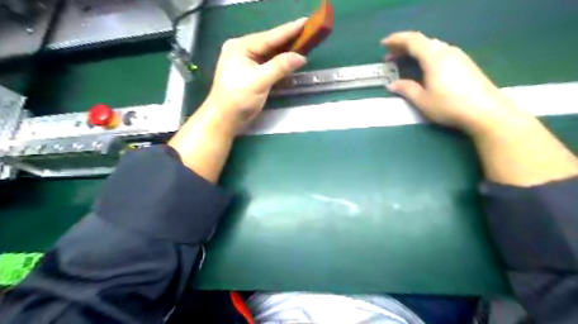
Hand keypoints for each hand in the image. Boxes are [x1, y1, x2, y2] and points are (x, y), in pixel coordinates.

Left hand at [206, 18, 308, 133]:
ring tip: (304, 42)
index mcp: (240, 47)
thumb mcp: (259, 81)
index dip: (289, 30)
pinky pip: (269, 63)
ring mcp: (246, 62)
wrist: (225, 119)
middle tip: (308, 31)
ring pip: (270, 53)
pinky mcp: (251, 73)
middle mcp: (242, 50)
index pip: (269, 37)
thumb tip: (301, 57)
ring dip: (285, 50)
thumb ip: (280, 67)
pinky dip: (280, 61)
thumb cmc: (238, 98)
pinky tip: (291, 58)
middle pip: (269, 43)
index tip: (305, 22)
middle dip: (288, 39)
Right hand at [382, 30, 529, 134]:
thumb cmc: (449, 105)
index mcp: (433, 57)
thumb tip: (392, 85)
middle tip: (389, 57)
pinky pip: (440, 52)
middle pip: (422, 42)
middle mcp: (446, 51)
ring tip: (404, 61)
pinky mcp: (465, 63)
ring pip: (432, 46)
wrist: (485, 111)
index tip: (383, 44)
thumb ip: (406, 89)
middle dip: (403, 46)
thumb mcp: (422, 100)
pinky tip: (423, 67)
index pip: (412, 40)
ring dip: (415, 51)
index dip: (396, 40)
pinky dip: (426, 55)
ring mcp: (458, 56)